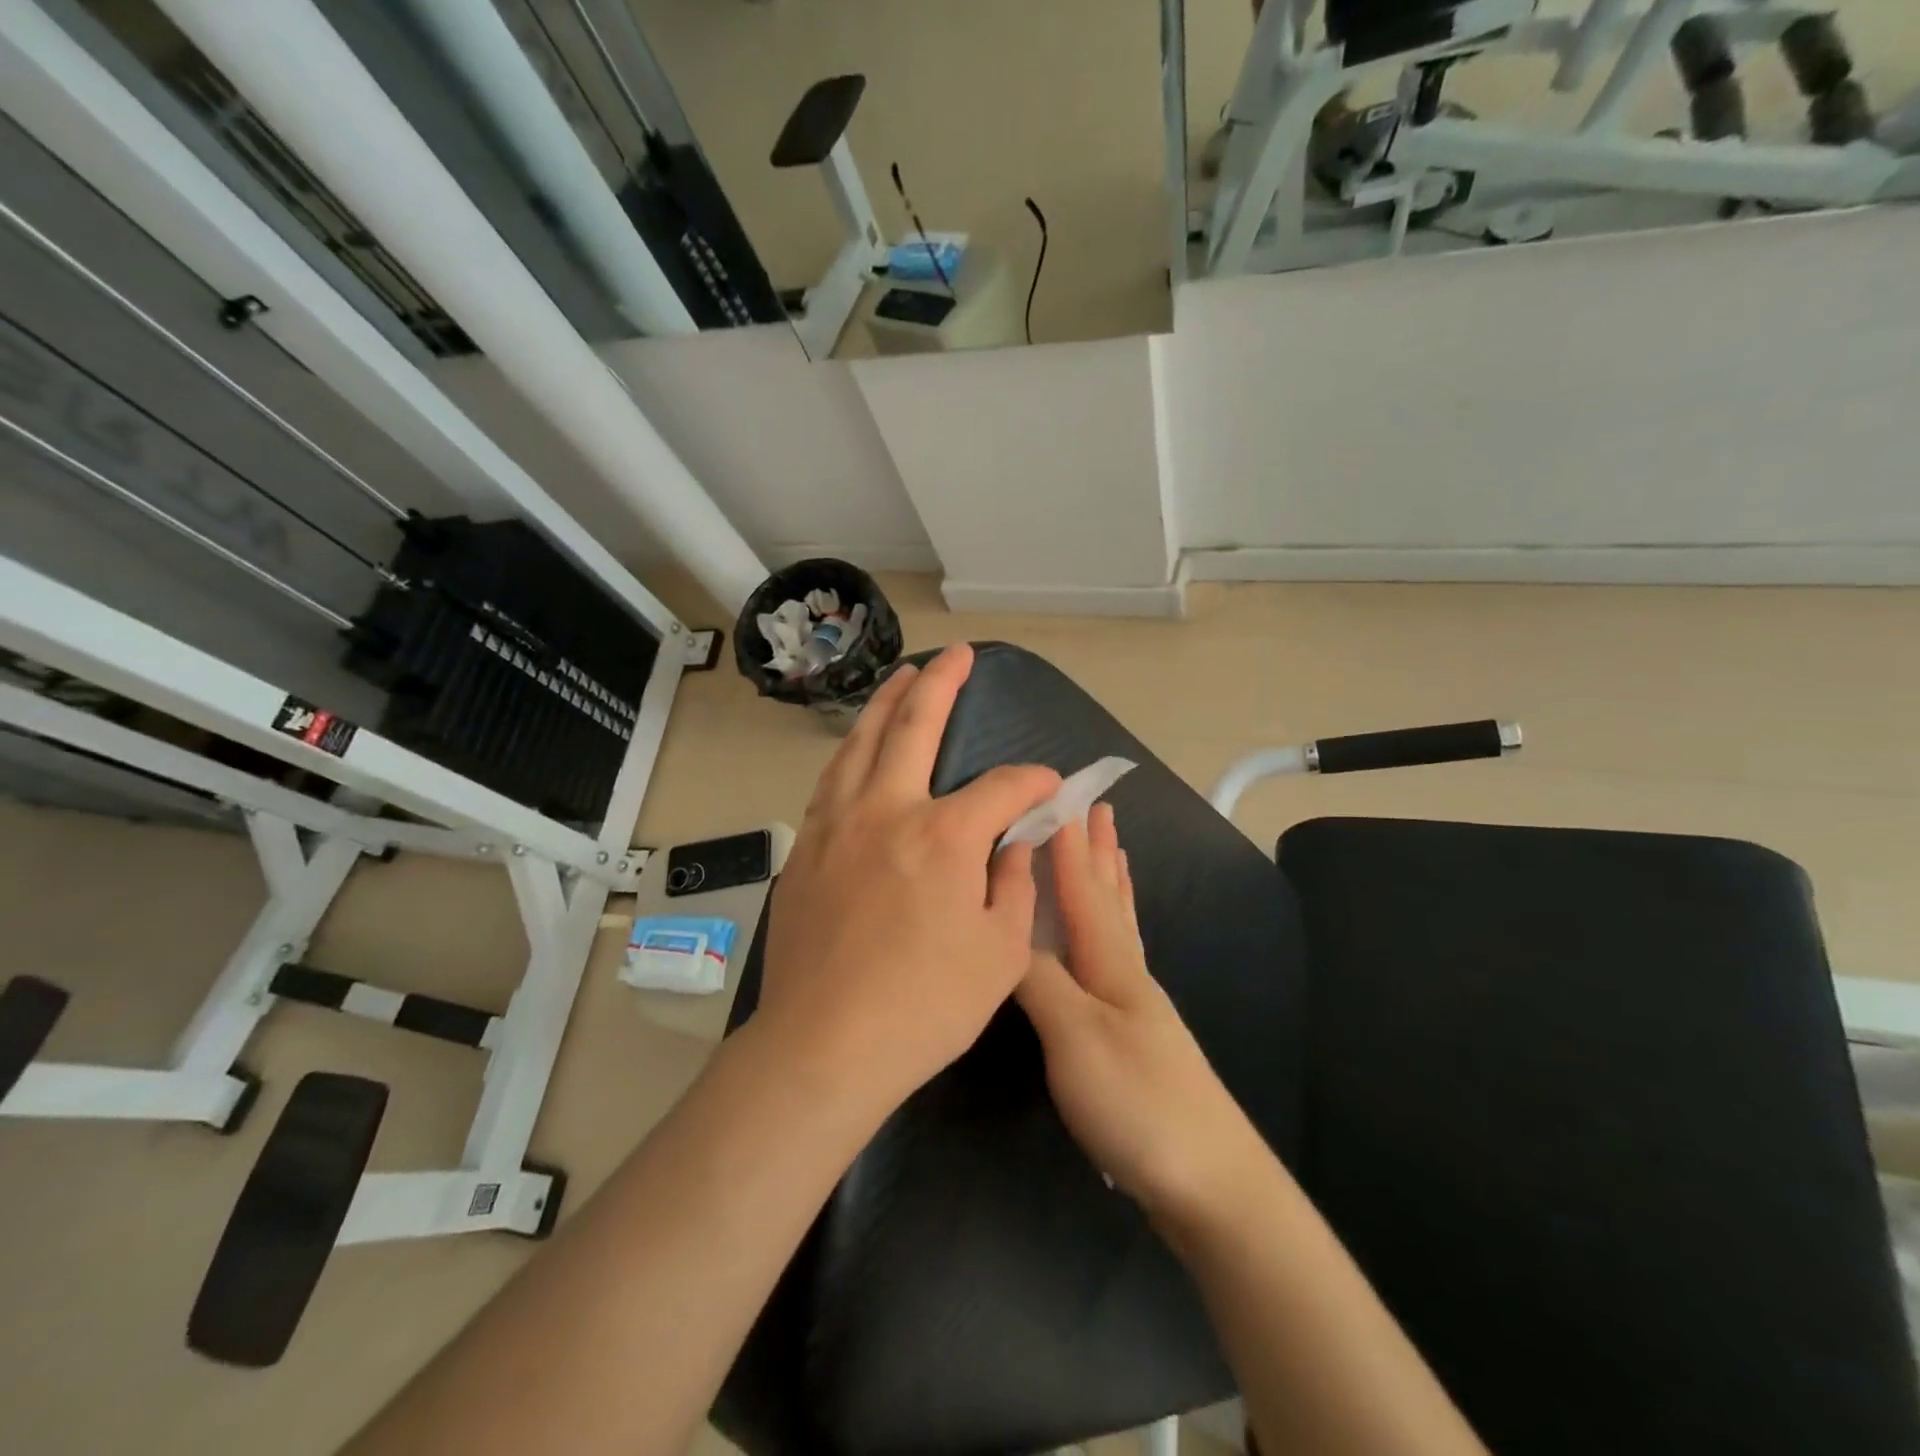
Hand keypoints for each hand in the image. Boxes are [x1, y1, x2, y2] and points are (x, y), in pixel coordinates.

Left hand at [758, 644, 1061, 1111]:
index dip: (1034, 782)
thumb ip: (1014, 883)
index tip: (1048, 787)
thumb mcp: (1000, 954)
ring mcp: (837, 824)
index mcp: (943, 836)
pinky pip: (833, 780)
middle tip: (958, 656)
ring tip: (903, 677)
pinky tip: (860, 748)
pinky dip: (853, 751)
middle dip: (943, 683)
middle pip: (915, 725)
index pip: (1001, 786)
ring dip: (887, 703)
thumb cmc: (923, 1008)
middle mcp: (887, 811)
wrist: (823, 1045)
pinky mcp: (805, 848)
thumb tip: (1017, 839)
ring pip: (862, 742)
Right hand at [1016, 804, 1266, 1221]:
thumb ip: (1038, 980)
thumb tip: (1002, 932)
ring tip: (1114, 852)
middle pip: (1109, 897)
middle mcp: (1126, 971)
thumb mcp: (1075, 1037)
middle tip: (1100, 808)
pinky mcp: (1134, 1034)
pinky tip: (1111, 940)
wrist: (1208, 1181)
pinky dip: (1115, 928)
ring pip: (1119, 924)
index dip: (1069, 844)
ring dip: (1111, 882)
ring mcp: (1135, 1004)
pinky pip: (1119, 956)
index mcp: (1110, 962)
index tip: (1061, 798)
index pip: (1084, 888)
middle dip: (1098, 851)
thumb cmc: (1137, 1102)